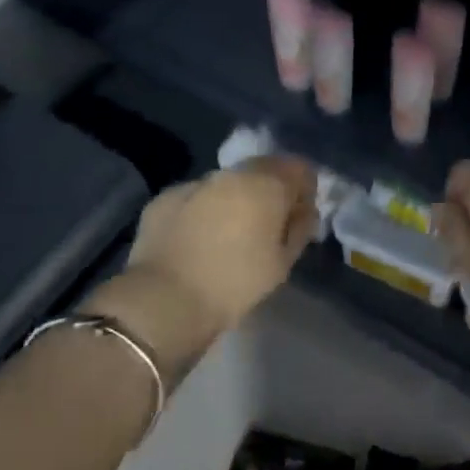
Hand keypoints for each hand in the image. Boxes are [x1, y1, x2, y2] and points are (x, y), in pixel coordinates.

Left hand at [103, 156, 319, 353]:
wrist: (165, 300)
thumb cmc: (235, 284)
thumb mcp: (282, 263)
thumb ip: (299, 229)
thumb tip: (303, 211)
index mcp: (266, 184)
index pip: (299, 168)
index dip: (305, 190)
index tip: (300, 216)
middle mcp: (231, 173)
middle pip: (262, 169)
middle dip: (270, 190)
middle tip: (267, 225)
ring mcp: (195, 182)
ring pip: (227, 183)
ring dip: (235, 198)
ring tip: (230, 233)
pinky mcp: (165, 198)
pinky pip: (196, 197)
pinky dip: (203, 210)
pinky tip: (198, 239)